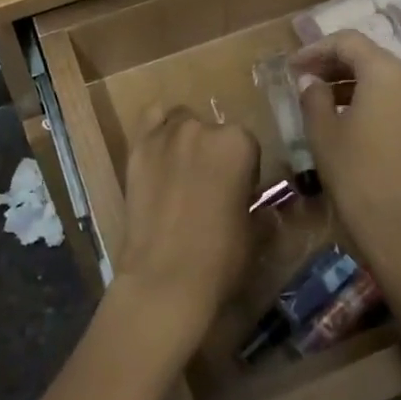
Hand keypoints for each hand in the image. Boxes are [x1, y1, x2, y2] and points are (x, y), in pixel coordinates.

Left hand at [114, 106, 259, 340]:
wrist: (164, 277)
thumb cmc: (221, 257)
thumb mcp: (255, 233)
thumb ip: (260, 209)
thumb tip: (262, 209)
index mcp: (239, 143)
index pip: (247, 144)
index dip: (244, 170)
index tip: (238, 192)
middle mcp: (203, 128)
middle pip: (213, 130)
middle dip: (214, 153)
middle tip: (209, 186)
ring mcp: (166, 134)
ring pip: (181, 122)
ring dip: (186, 140)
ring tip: (181, 172)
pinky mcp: (137, 147)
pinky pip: (151, 121)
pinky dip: (157, 130)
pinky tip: (159, 154)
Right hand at [293, 32, 400, 262]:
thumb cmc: (357, 176)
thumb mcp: (324, 133)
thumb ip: (314, 97)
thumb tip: (310, 80)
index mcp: (387, 74)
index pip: (349, 42)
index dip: (316, 49)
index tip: (292, 67)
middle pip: (370, 57)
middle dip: (335, 64)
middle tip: (304, 80)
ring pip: (386, 80)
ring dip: (352, 83)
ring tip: (321, 101)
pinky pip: (398, 101)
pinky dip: (372, 101)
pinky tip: (349, 121)